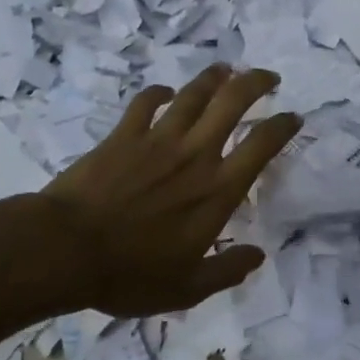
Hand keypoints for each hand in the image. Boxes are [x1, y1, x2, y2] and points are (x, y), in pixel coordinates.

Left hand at [41, 66, 300, 317]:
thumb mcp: (188, 289)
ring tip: (225, 70)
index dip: (282, 126)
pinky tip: (165, 92)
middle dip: (255, 83)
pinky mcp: (123, 135)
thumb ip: (227, 270)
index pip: (261, 146)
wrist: (66, 249)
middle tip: (268, 78)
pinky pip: (146, 102)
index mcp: (217, 191)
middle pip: (232, 103)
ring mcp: (157, 140)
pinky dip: (158, 93)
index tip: (293, 117)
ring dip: (213, 78)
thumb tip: (258, 255)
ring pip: (193, 95)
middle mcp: (195, 155)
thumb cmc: (130, 274)